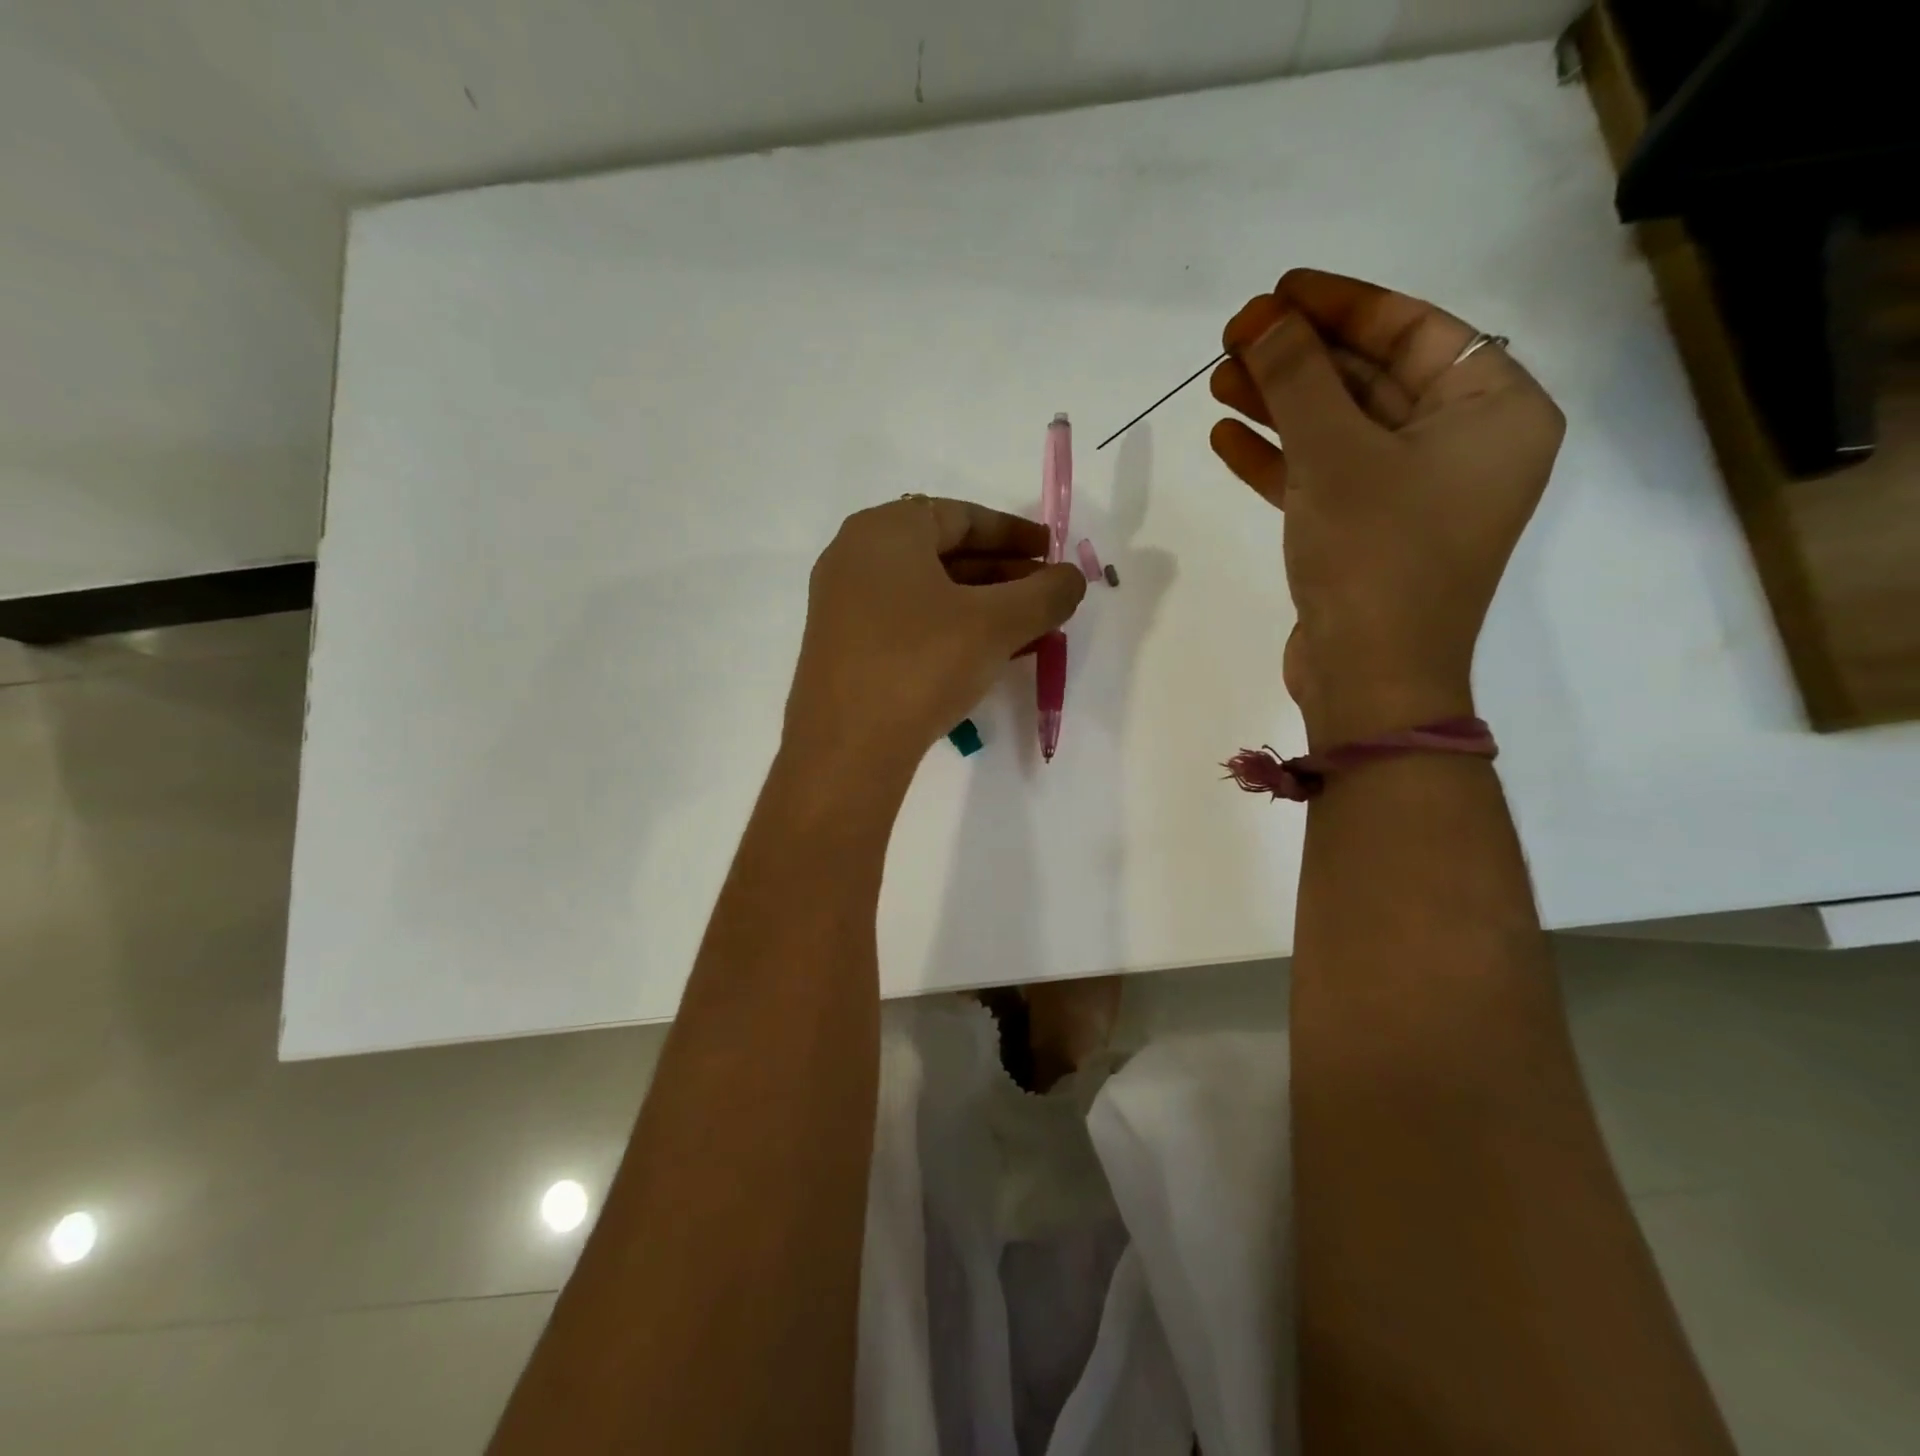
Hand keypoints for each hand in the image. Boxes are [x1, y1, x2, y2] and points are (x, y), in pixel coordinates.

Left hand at [783, 496, 1086, 775]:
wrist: (847, 749)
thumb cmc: (921, 665)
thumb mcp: (995, 625)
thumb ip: (1044, 593)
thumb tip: (1072, 577)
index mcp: (885, 530)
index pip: (962, 516)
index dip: (1015, 533)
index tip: (1053, 553)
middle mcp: (856, 556)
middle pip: (943, 552)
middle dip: (1002, 574)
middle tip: (1046, 597)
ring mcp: (843, 604)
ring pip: (928, 592)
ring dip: (981, 606)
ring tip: (1027, 629)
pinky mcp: (843, 647)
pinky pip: (907, 621)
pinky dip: (950, 629)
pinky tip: (985, 655)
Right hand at [1209, 270, 1564, 744]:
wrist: (1370, 680)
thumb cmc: (1375, 555)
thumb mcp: (1335, 455)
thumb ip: (1298, 379)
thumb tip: (1263, 320)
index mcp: (1493, 412)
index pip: (1415, 331)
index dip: (1343, 305)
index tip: (1279, 291)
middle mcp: (1462, 447)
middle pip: (1371, 380)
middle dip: (1299, 359)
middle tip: (1233, 339)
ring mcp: (1412, 496)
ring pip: (1339, 431)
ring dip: (1280, 407)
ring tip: (1217, 382)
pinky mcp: (1367, 535)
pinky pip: (1323, 478)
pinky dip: (1278, 460)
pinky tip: (1225, 439)